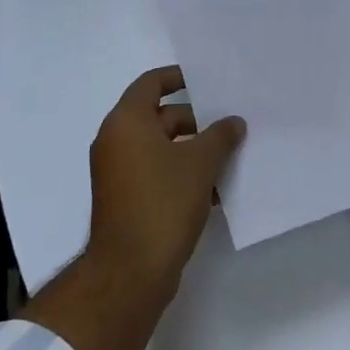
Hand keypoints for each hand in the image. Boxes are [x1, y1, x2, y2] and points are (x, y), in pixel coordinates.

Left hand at [86, 66, 245, 302]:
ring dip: (191, 150)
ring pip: (160, 148)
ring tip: (228, 158)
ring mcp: (117, 172)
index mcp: (126, 121)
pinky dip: (180, 174)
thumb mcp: (199, 164)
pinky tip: (214, 190)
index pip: (151, 83)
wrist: (129, 272)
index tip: (206, 80)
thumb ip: (220, 136)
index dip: (178, 77)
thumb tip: (233, 122)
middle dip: (195, 121)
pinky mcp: (125, 198)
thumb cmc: (162, 203)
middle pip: (158, 116)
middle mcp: (116, 140)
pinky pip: (155, 172)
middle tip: (229, 126)